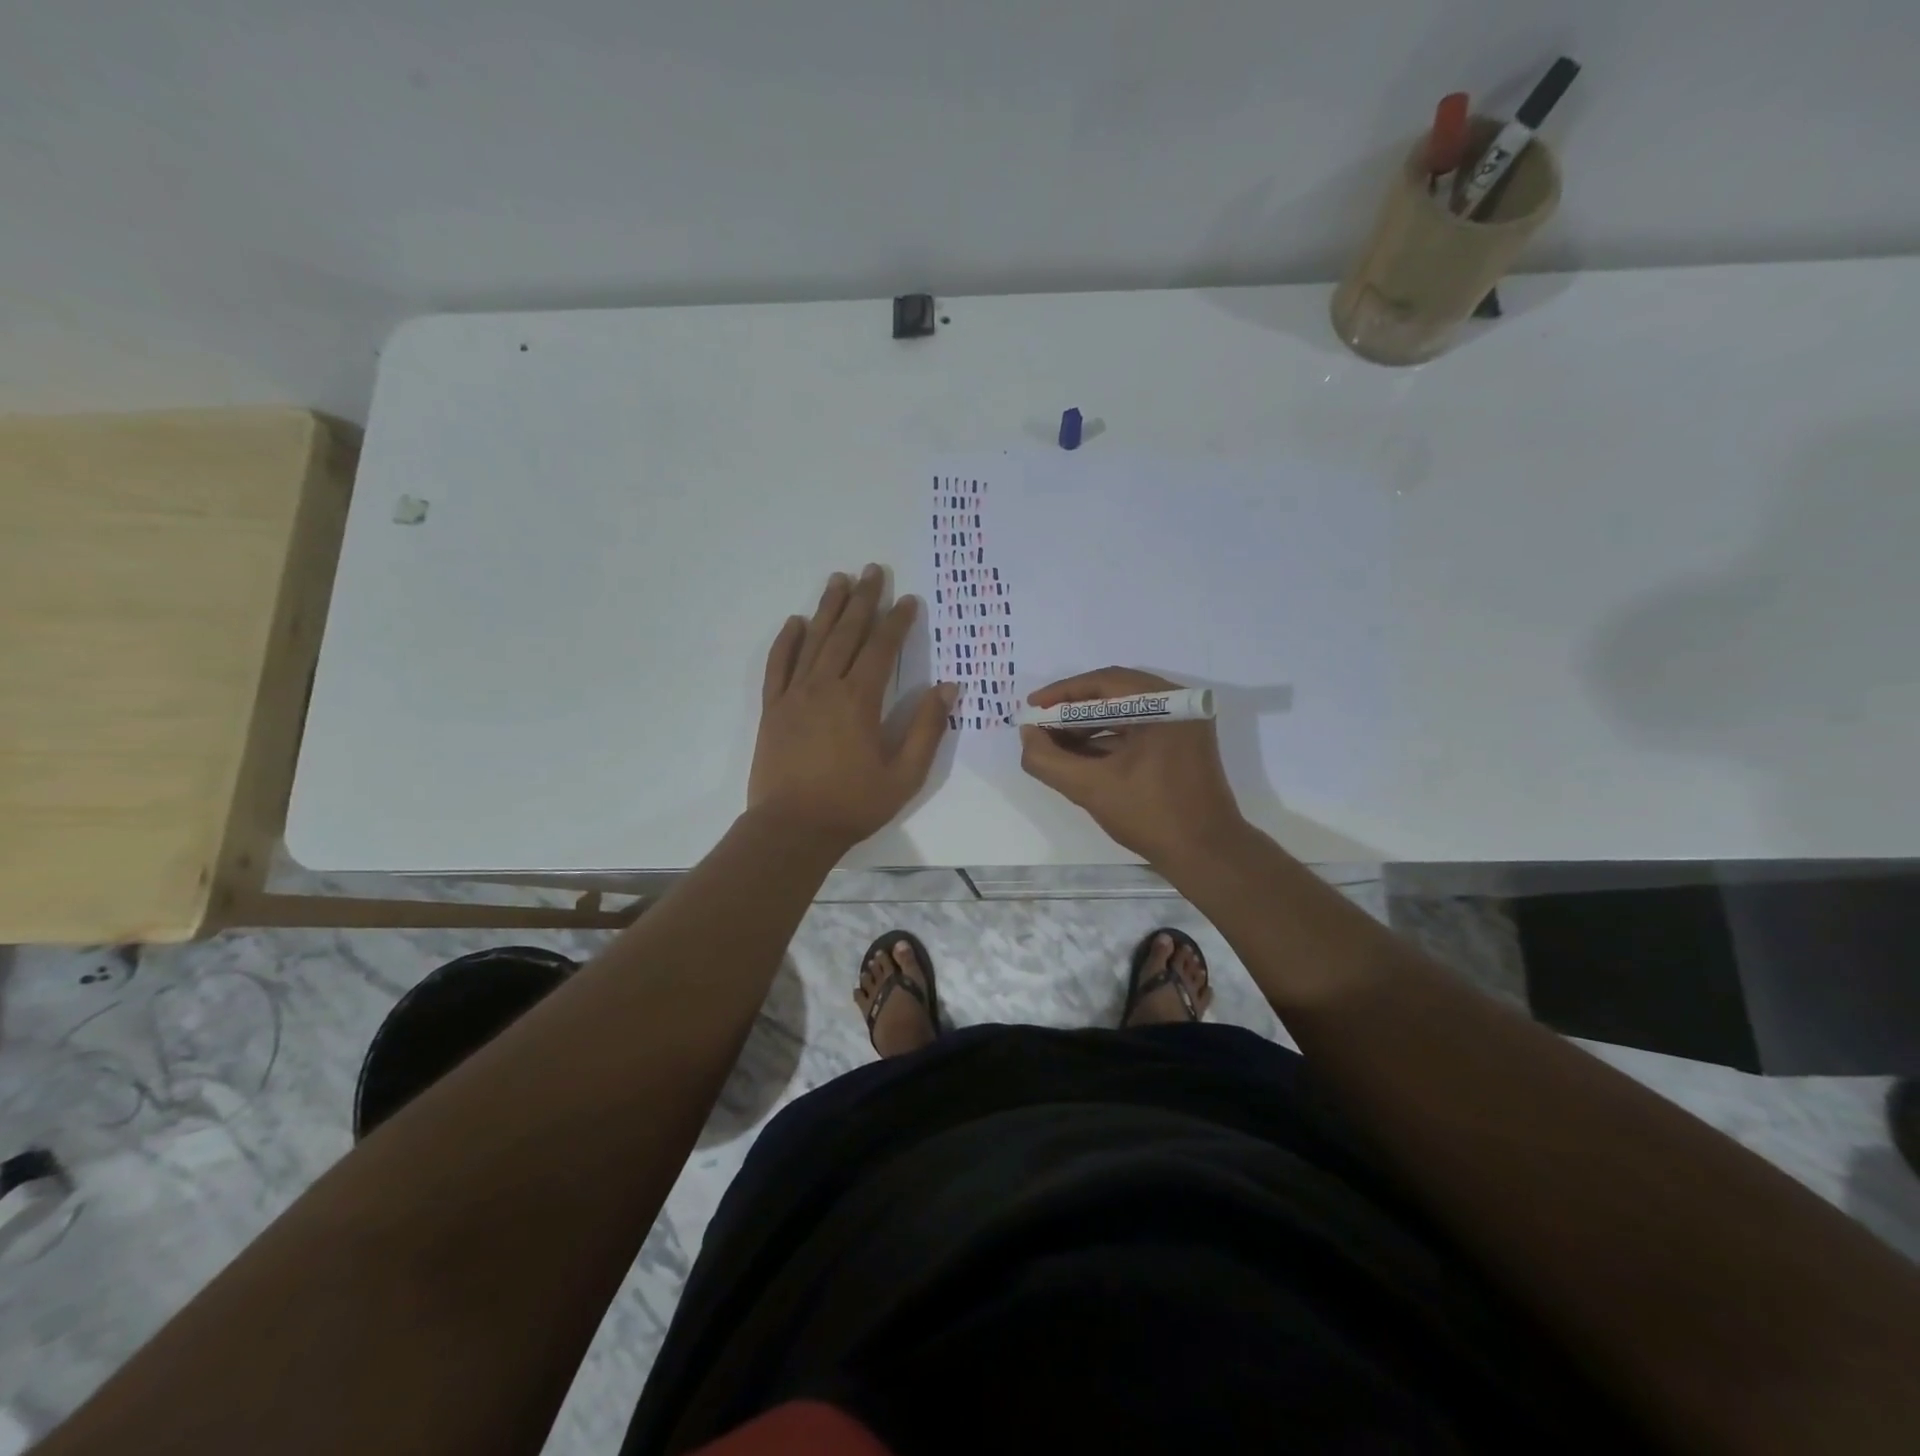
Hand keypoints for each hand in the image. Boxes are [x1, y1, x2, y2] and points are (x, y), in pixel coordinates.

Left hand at [748, 565, 956, 848]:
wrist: (792, 829)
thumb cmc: (853, 804)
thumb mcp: (905, 774)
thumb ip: (926, 728)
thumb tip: (947, 687)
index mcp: (859, 700)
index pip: (881, 648)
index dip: (897, 621)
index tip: (908, 599)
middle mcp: (825, 686)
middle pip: (846, 633)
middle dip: (863, 600)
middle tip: (873, 570)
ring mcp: (794, 695)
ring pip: (813, 641)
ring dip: (827, 608)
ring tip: (838, 579)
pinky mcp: (772, 709)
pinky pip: (778, 665)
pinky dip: (786, 641)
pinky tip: (795, 622)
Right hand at [1019, 668, 1244, 866]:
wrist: (1206, 855)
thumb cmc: (1151, 817)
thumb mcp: (1090, 788)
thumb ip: (1049, 760)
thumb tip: (1028, 734)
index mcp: (1166, 705)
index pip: (1105, 683)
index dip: (1062, 693)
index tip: (1031, 705)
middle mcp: (1180, 704)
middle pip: (1115, 693)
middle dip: (1074, 709)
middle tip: (1041, 724)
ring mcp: (1185, 724)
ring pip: (1126, 711)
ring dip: (1089, 725)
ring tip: (1055, 742)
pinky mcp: (1183, 743)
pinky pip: (1139, 728)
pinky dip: (1109, 738)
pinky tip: (1081, 755)